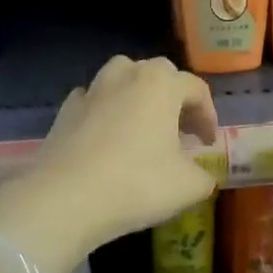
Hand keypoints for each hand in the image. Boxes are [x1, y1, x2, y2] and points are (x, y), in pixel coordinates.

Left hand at [0, 56, 218, 272]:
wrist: (65, 199)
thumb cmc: (136, 184)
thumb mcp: (188, 186)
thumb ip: (202, 176)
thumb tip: (200, 175)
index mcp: (161, 85)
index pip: (196, 88)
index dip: (208, 115)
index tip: (207, 143)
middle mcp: (126, 76)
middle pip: (158, 73)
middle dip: (174, 97)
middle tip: (180, 129)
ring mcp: (91, 90)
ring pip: (122, 76)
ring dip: (137, 94)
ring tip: (143, 124)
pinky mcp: (65, 111)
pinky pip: (93, 99)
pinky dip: (105, 110)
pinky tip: (107, 134)